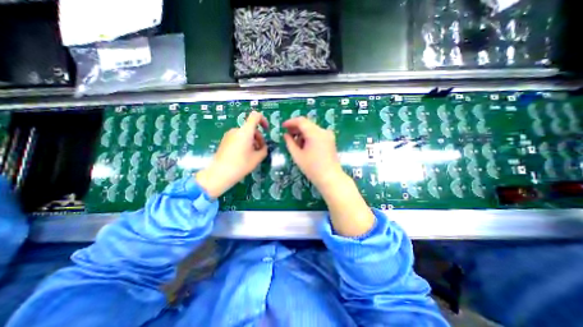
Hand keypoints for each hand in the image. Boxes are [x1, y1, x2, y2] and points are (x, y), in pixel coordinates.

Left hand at [196, 112, 267, 197]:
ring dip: (252, 141)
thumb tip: (263, 147)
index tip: (266, 130)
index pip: (255, 116)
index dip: (263, 120)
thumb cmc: (241, 165)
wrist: (219, 174)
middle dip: (258, 137)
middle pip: (251, 128)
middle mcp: (236, 130)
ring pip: (245, 134)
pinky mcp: (224, 141)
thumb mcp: (257, 158)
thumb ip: (264, 150)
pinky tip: (244, 155)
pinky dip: (244, 143)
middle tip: (261, 150)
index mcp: (245, 131)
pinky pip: (238, 138)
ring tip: (253, 154)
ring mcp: (229, 135)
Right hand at [284, 118, 341, 189]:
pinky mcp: (330, 140)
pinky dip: (309, 137)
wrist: (330, 178)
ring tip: (296, 144)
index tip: (282, 127)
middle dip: (296, 128)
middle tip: (287, 135)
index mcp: (315, 133)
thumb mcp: (297, 155)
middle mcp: (323, 131)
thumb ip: (290, 143)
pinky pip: (317, 134)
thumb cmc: (312, 168)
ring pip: (312, 129)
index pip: (301, 121)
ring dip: (302, 133)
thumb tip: (286, 135)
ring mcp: (328, 135)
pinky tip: (305, 146)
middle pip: (307, 124)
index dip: (290, 122)